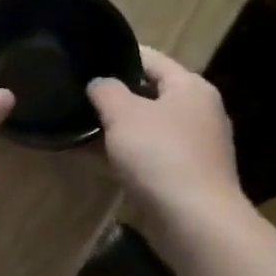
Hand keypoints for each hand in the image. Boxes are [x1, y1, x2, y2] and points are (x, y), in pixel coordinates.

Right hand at [87, 48, 244, 225]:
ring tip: (78, 127)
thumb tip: (98, 83)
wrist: (194, 221)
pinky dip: (123, 155)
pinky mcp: (185, 176)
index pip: (150, 58)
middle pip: (149, 94)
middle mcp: (198, 112)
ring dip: (116, 128)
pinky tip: (94, 159)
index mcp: (190, 87)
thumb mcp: (123, 113)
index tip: (85, 59)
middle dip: (114, 96)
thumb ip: (105, 90)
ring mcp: (194, 147)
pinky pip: (148, 156)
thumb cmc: (160, 155)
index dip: (117, 55)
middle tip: (77, 96)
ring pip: (146, 127)